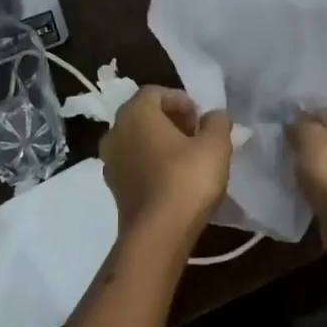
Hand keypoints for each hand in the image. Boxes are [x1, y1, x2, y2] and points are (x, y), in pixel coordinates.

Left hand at [99, 87, 232, 248]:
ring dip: (161, 143)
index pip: (156, 92)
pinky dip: (152, 163)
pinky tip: (174, 179)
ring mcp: (110, 161)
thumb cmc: (186, 179)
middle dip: (171, 120)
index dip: (181, 100)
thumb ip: (217, 122)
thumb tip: (212, 117)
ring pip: (138, 140)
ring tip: (188, 158)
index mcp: (135, 113)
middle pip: (144, 115)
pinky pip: (134, 163)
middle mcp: (115, 131)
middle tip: (196, 135)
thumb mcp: (215, 145)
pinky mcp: (113, 187)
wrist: (157, 234)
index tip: (200, 118)